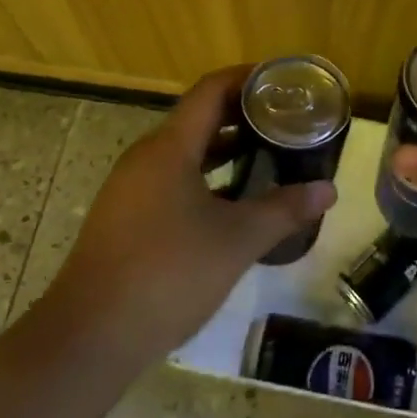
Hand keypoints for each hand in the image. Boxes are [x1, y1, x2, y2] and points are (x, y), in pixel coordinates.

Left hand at [43, 65, 334, 371]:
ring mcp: (130, 189)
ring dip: (224, 149)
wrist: (88, 339)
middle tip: (285, 121)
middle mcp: (146, 157)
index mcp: (169, 148)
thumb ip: (284, 210)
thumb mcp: (236, 240)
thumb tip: (328, 189)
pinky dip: (204, 178)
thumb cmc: (167, 274)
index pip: (211, 90)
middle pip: (198, 117)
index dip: (248, 79)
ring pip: (185, 152)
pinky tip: (230, 204)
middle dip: (243, 115)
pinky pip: (171, 179)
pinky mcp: (124, 218)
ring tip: (267, 156)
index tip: (283, 82)